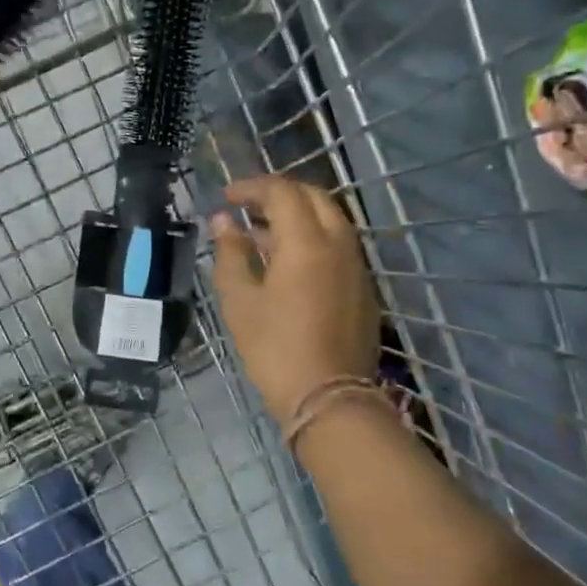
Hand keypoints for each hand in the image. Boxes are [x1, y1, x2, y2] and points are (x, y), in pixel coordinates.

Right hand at [210, 176, 379, 427]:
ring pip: (330, 220)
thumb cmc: (275, 348)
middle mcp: (339, 244)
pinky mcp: (363, 288)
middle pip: (313, 197)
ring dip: (296, 216)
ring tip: (261, 234)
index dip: (251, 188)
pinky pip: (338, 246)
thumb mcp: (240, 300)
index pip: (282, 192)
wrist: (328, 398)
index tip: (226, 197)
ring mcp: (356, 266)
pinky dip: (312, 238)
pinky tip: (287, 263)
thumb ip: (230, 253)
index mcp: (307, 242)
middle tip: (247, 207)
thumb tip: (223, 222)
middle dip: (278, 194)